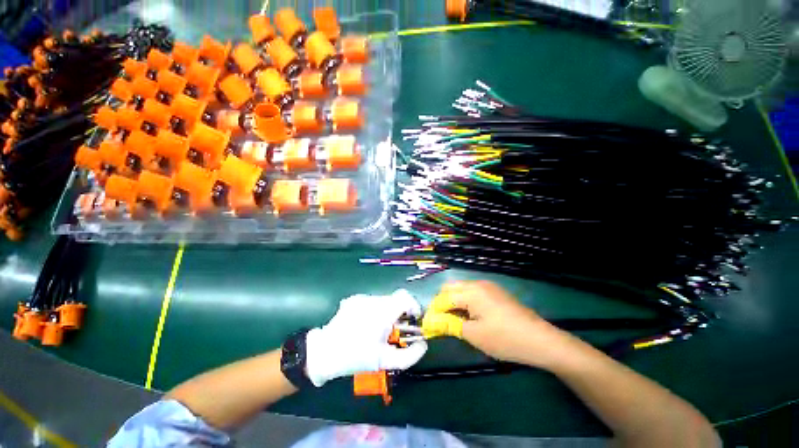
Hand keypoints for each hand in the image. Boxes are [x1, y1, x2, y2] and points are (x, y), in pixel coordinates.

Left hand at [305, 290, 427, 386]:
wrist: (324, 352)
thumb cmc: (356, 356)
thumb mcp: (385, 361)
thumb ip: (409, 356)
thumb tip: (423, 345)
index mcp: (383, 311)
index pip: (405, 297)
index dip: (414, 306)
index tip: (414, 319)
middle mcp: (373, 300)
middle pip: (395, 300)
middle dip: (400, 313)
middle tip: (396, 329)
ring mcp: (362, 298)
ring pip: (383, 301)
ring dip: (387, 312)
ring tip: (379, 329)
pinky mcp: (353, 299)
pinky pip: (371, 302)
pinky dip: (374, 311)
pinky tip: (365, 325)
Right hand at [441, 281, 560, 365]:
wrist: (541, 340)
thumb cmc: (505, 339)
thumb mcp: (474, 335)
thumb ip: (449, 325)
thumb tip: (430, 322)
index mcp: (471, 292)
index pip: (443, 298)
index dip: (434, 311)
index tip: (428, 326)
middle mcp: (477, 284)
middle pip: (450, 288)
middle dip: (441, 304)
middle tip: (441, 322)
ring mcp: (487, 286)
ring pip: (460, 289)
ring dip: (452, 302)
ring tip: (453, 321)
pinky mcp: (495, 292)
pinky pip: (471, 292)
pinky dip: (464, 302)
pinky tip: (468, 316)